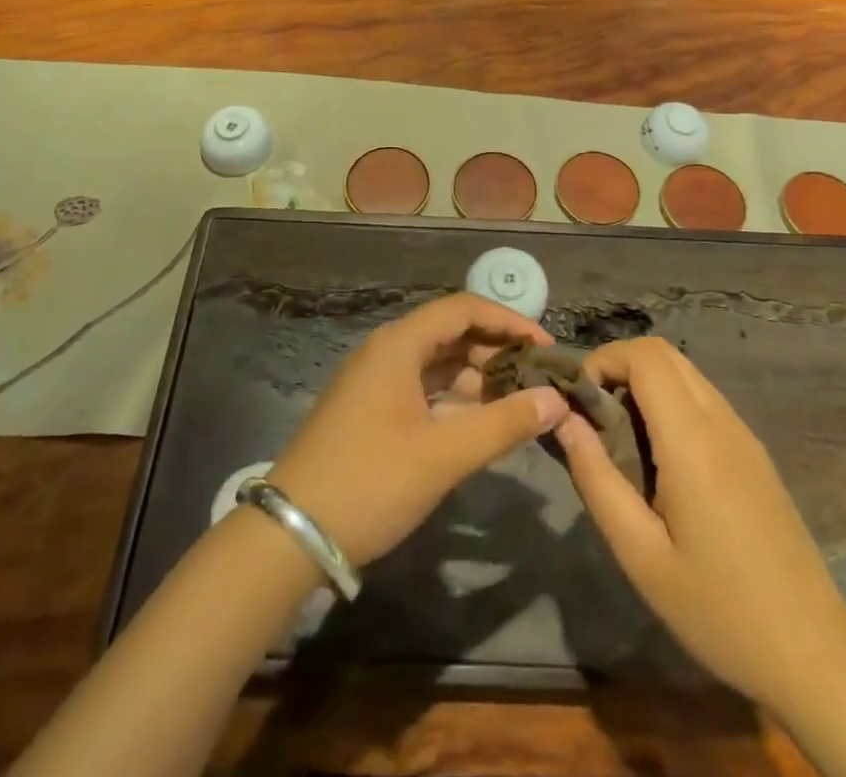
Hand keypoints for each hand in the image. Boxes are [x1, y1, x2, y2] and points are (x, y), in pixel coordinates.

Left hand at [269, 293, 567, 565]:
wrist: (290, 535)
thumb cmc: (370, 483)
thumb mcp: (443, 455)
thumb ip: (504, 424)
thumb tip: (556, 400)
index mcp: (398, 345)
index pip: (463, 309)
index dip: (508, 322)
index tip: (545, 347)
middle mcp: (386, 351)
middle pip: (451, 333)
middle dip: (496, 351)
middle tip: (538, 379)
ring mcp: (375, 381)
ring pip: (437, 363)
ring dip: (478, 377)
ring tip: (518, 403)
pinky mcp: (371, 409)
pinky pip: (423, 388)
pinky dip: (455, 398)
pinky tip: (480, 423)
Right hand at [554, 337, 845, 704]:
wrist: (813, 653)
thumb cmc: (718, 609)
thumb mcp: (640, 555)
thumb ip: (596, 479)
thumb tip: (564, 420)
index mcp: (693, 439)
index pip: (645, 355)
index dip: (604, 361)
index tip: (579, 402)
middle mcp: (721, 421)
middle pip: (664, 353)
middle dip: (619, 366)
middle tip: (594, 416)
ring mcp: (744, 434)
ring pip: (686, 373)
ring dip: (645, 383)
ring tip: (621, 438)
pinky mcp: (755, 453)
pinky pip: (705, 400)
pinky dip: (671, 402)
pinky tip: (661, 459)